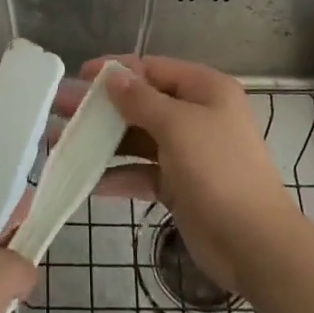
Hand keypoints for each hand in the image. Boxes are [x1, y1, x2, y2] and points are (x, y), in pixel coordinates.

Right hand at [54, 56, 301, 296]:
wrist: (254, 243)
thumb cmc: (218, 170)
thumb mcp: (177, 126)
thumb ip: (140, 99)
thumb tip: (113, 76)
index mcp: (205, 90)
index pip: (152, 69)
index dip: (116, 70)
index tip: (79, 75)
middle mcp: (196, 115)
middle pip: (140, 103)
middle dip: (100, 107)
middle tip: (59, 108)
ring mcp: (187, 152)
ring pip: (136, 139)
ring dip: (101, 141)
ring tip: (59, 143)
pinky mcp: (179, 185)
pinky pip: (141, 172)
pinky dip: (116, 175)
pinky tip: (86, 182)